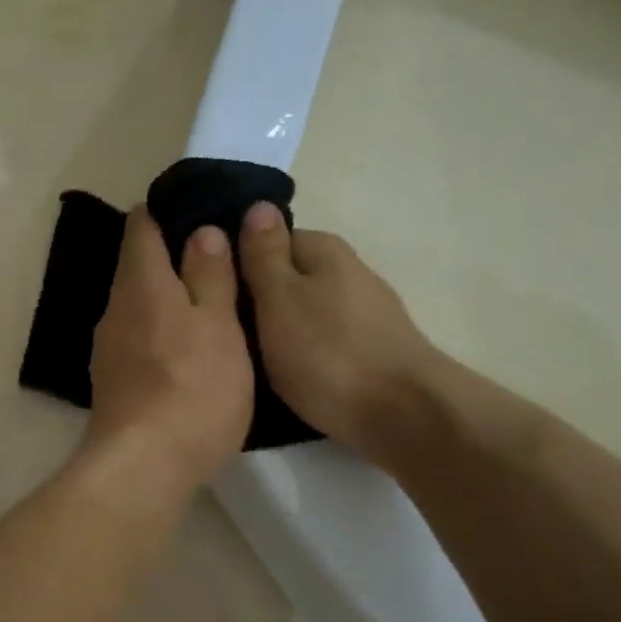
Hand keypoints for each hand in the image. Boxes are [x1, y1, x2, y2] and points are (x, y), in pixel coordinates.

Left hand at [86, 206, 253, 495]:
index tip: (201, 213)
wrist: (143, 467)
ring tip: (208, 306)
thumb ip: (210, 276)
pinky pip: (136, 340)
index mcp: (141, 283)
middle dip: (173, 258)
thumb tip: (200, 231)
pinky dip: (159, 334)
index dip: (168, 212)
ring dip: (167, 300)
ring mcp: (107, 348)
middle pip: (138, 267)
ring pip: (137, 306)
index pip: (143, 226)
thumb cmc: (193, 389)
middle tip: (219, 262)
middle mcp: (115, 309)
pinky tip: (184, 353)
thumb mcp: (219, 326)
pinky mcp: (110, 382)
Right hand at [238, 201, 435, 456]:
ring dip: (284, 330)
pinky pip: (327, 342)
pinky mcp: (376, 351)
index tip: (217, 294)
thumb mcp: (279, 299)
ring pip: (309, 312)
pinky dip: (308, 355)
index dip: (242, 263)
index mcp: (326, 251)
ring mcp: (368, 314)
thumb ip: (264, 256)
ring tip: (252, 360)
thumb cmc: (328, 353)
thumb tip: (258, 206)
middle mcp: (351, 273)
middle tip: (229, 333)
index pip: (272, 239)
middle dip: (262, 300)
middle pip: (292, 278)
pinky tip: (292, 378)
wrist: (403, 415)